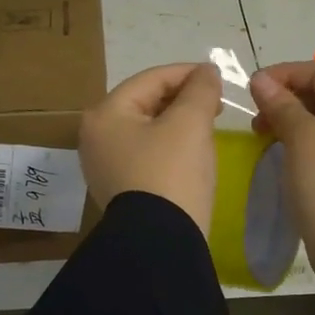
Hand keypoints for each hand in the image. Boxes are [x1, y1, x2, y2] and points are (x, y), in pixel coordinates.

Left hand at [79, 63, 223, 232]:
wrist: (161, 242)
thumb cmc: (172, 173)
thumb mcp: (190, 123)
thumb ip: (200, 89)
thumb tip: (206, 72)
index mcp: (105, 114)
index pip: (151, 79)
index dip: (187, 73)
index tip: (218, 77)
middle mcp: (96, 137)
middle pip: (146, 103)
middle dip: (182, 99)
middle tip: (216, 103)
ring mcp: (105, 165)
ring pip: (147, 129)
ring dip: (178, 122)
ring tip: (208, 125)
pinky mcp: (120, 189)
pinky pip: (147, 154)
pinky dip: (170, 146)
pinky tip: (192, 152)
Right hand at [249, 61, 314, 295]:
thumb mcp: (303, 140)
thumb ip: (281, 105)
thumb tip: (261, 80)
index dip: (284, 74)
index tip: (251, 90)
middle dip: (286, 97)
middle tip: (255, 117)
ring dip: (291, 120)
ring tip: (262, 135)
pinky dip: (303, 140)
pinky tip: (281, 153)